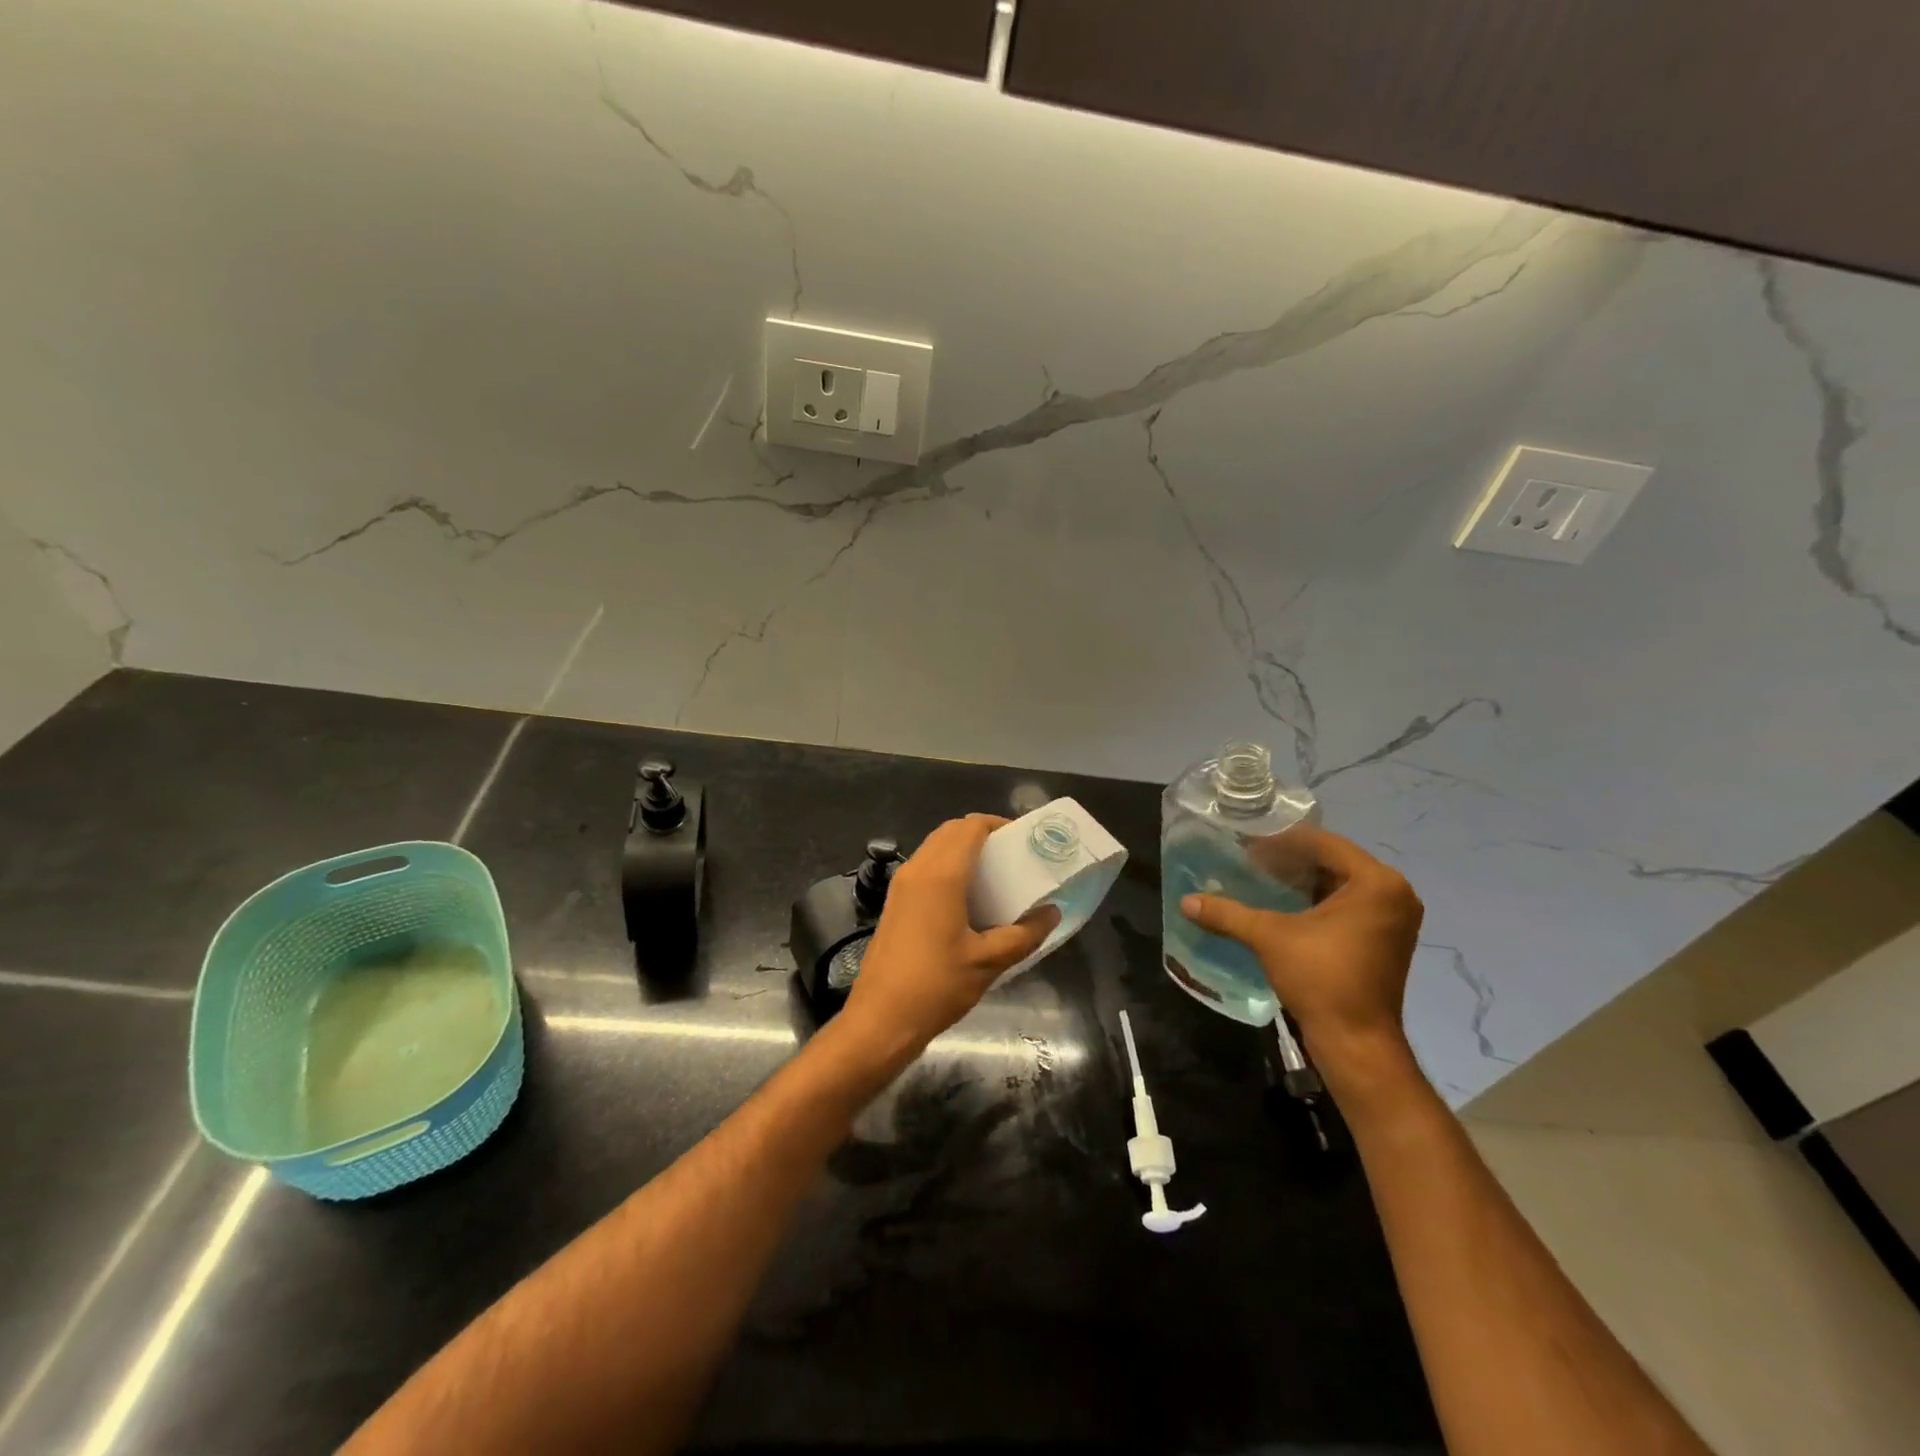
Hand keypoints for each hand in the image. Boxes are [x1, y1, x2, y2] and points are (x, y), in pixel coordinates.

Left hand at [838, 815, 1058, 1068]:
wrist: (880, 1020)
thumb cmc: (937, 986)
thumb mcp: (989, 962)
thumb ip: (1025, 934)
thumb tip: (1052, 912)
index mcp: (941, 875)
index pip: (970, 827)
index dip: (998, 825)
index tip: (1024, 840)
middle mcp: (917, 869)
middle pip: (951, 831)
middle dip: (982, 834)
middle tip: (1012, 856)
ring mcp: (901, 885)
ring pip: (935, 847)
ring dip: (963, 850)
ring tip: (994, 875)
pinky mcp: (894, 902)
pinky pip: (924, 867)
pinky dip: (947, 866)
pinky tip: (968, 898)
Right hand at [1180, 826, 1422, 1087]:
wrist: (1357, 1043)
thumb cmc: (1322, 978)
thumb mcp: (1269, 937)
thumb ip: (1228, 914)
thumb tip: (1186, 902)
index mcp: (1377, 882)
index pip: (1323, 843)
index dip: (1280, 842)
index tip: (1245, 847)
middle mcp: (1394, 893)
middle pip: (1333, 861)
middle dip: (1290, 860)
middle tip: (1248, 862)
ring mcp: (1393, 918)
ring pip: (1340, 883)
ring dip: (1302, 880)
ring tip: (1260, 879)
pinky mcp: (1384, 939)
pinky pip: (1348, 904)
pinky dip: (1316, 900)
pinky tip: (1282, 905)